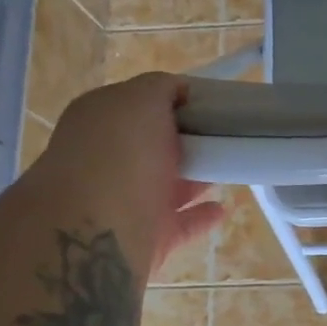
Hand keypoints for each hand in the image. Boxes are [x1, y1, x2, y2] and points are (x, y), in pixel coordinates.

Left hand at [42, 73, 224, 273]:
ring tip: (230, 165)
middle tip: (227, 133)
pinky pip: (181, 224)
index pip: (139, 103)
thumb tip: (179, 90)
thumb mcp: (140, 99)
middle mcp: (109, 159)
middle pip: (154, 145)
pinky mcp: (147, 237)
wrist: (96, 232)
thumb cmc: (119, 153)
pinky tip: (224, 208)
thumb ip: (161, 87)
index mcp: (100, 120)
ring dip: (195, 177)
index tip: (212, 102)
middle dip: (187, 139)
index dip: (175, 99)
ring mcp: (126, 201)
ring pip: (167, 185)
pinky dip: (201, 216)